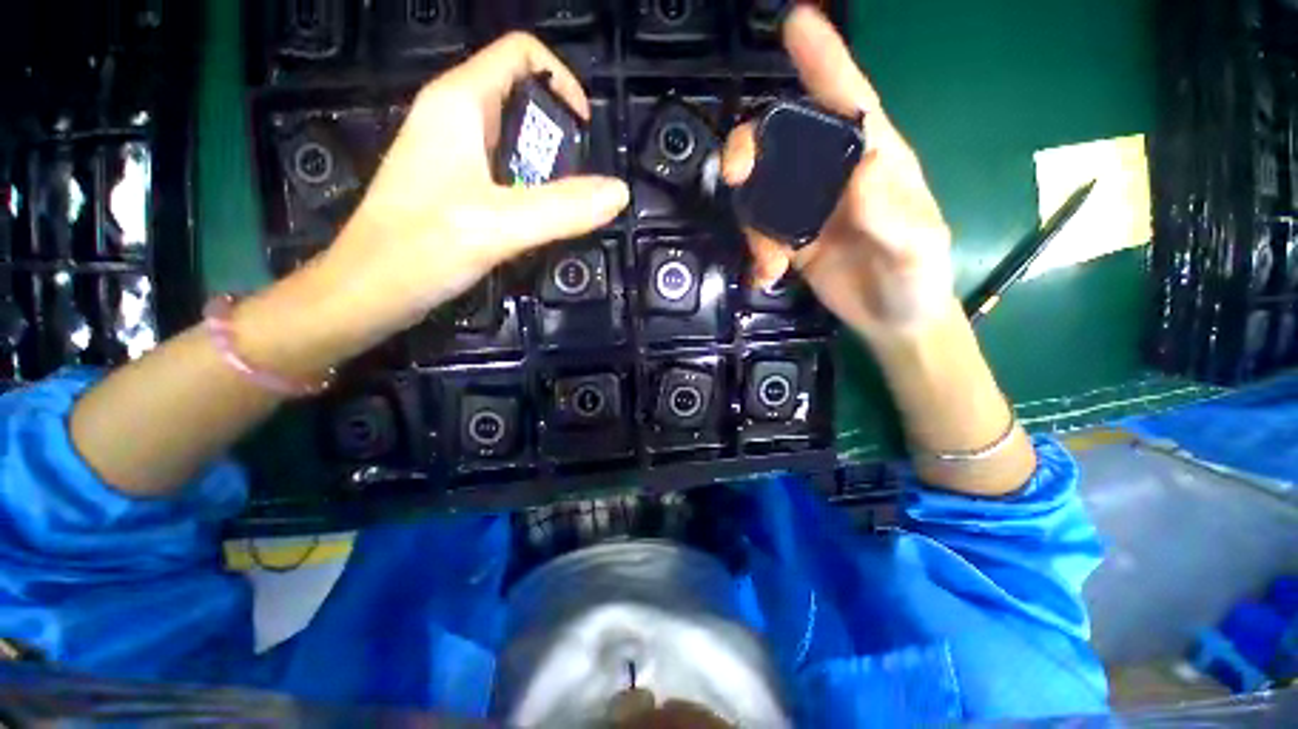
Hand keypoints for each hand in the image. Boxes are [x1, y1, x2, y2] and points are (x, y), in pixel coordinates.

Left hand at [316, 33, 629, 347]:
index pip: (520, 54)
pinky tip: (537, 220)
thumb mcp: (500, 225)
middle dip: (559, 135)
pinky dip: (529, 188)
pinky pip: (503, 171)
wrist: (369, 291)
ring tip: (564, 207)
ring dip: (547, 167)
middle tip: (579, 184)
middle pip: (521, 98)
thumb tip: (620, 192)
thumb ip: (563, 208)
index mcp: (459, 103)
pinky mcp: (453, 184)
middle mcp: (454, 117)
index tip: (586, 133)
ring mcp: (452, 153)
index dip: (562, 81)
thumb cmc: (422, 249)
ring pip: (514, 139)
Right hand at [723, 7, 953, 343]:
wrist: (892, 319)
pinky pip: (760, 232)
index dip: (823, 60)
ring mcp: (809, 209)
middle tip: (736, 174)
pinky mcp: (792, 240)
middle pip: (784, 141)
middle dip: (753, 148)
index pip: (850, 100)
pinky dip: (756, 251)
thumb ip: (893, 212)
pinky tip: (767, 274)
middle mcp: (835, 176)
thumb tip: (862, 165)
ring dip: (753, 222)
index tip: (796, 22)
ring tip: (769, 260)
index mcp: (875, 160)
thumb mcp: (917, 247)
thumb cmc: (917, 279)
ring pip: (762, 191)